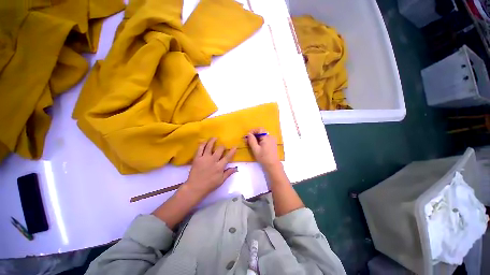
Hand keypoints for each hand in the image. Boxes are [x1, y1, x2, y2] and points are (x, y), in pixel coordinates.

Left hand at [182, 138, 237, 198]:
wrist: (195, 187)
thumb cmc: (209, 185)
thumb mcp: (221, 180)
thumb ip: (228, 173)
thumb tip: (236, 168)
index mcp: (219, 166)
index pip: (227, 157)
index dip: (232, 151)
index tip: (235, 146)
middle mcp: (213, 160)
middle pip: (219, 149)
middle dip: (222, 146)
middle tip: (223, 146)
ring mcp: (204, 158)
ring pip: (209, 146)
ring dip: (212, 141)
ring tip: (214, 137)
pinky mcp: (197, 158)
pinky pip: (200, 149)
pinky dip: (202, 144)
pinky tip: (204, 141)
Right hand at [246, 129, 280, 170]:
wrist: (272, 165)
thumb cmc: (263, 157)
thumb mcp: (255, 149)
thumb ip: (251, 140)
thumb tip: (248, 134)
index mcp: (267, 137)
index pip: (260, 129)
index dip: (253, 131)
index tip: (248, 135)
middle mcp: (270, 137)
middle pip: (261, 132)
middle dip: (254, 135)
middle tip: (248, 140)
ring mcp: (272, 140)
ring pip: (263, 136)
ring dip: (256, 138)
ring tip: (251, 143)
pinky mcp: (272, 144)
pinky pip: (265, 139)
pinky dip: (260, 140)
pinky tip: (257, 146)